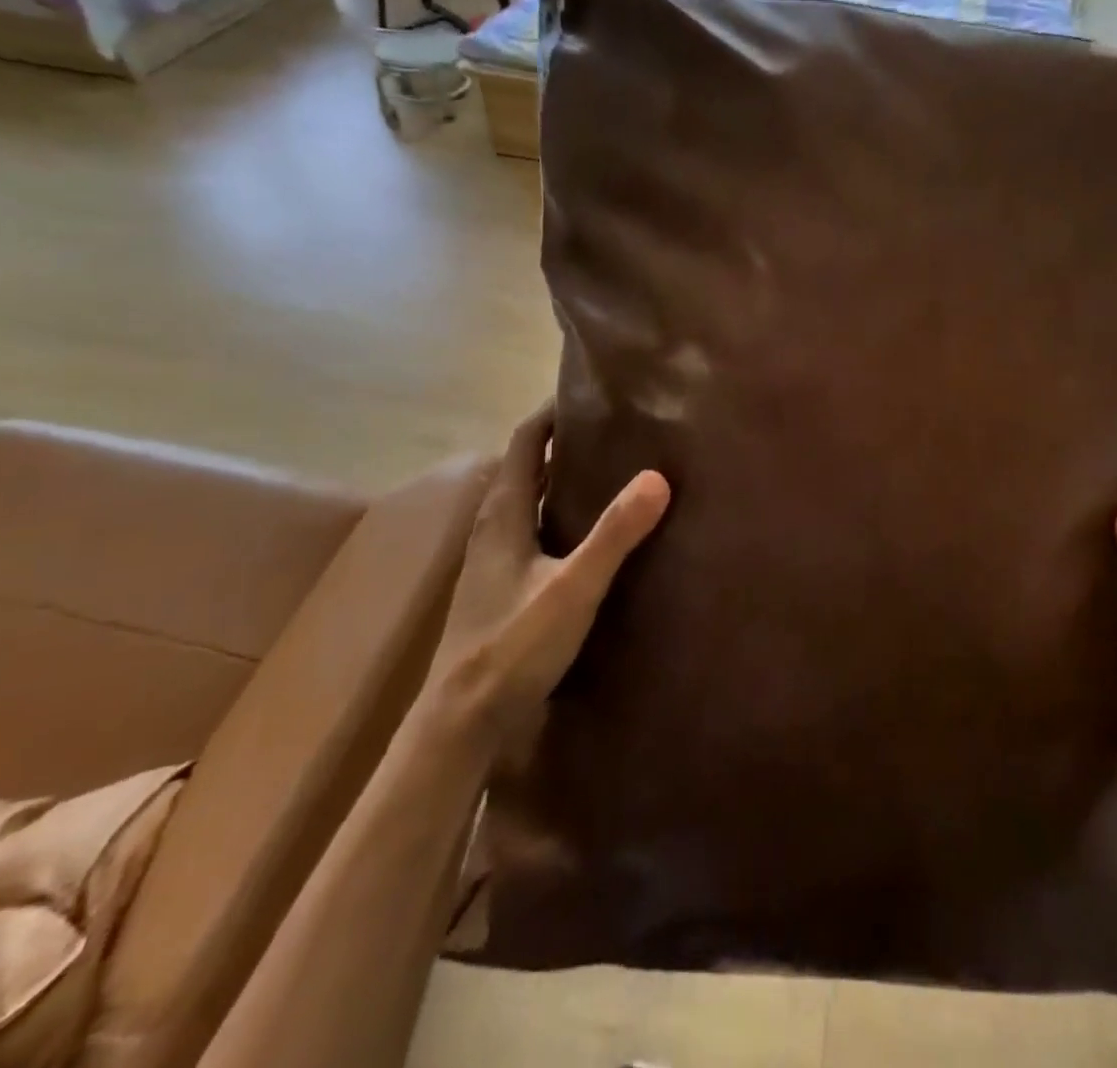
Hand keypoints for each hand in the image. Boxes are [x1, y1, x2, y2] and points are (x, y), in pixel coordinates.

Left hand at [429, 401, 670, 718]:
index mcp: (503, 515)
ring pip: (526, 502)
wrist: (459, 723)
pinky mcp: (499, 588)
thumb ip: (614, 534)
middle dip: (559, 442)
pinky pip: (531, 532)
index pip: (522, 443)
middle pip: (523, 468)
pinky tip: (585, 535)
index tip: (588, 393)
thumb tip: (657, 477)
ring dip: (557, 479)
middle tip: (610, 429)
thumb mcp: (572, 587)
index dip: (549, 413)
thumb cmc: (512, 647)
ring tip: (607, 472)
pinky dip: (557, 515)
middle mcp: (492, 528)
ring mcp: (492, 561)